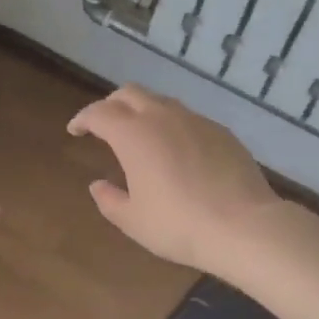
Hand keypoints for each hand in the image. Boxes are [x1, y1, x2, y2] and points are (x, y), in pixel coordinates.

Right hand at [67, 85, 281, 272]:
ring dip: (143, 111)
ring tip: (140, 134)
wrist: (244, 225)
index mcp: (133, 134)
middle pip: (129, 93)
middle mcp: (162, 117)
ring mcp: (195, 120)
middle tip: (104, 125)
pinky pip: (187, 117)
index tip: (75, 130)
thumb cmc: (178, 224)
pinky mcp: (220, 131)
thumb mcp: (133, 220)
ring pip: (160, 101)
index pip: (98, 113)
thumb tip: (98, 185)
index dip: (83, 118)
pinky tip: (176, 149)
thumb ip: (109, 200)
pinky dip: (171, 124)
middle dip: (111, 105)